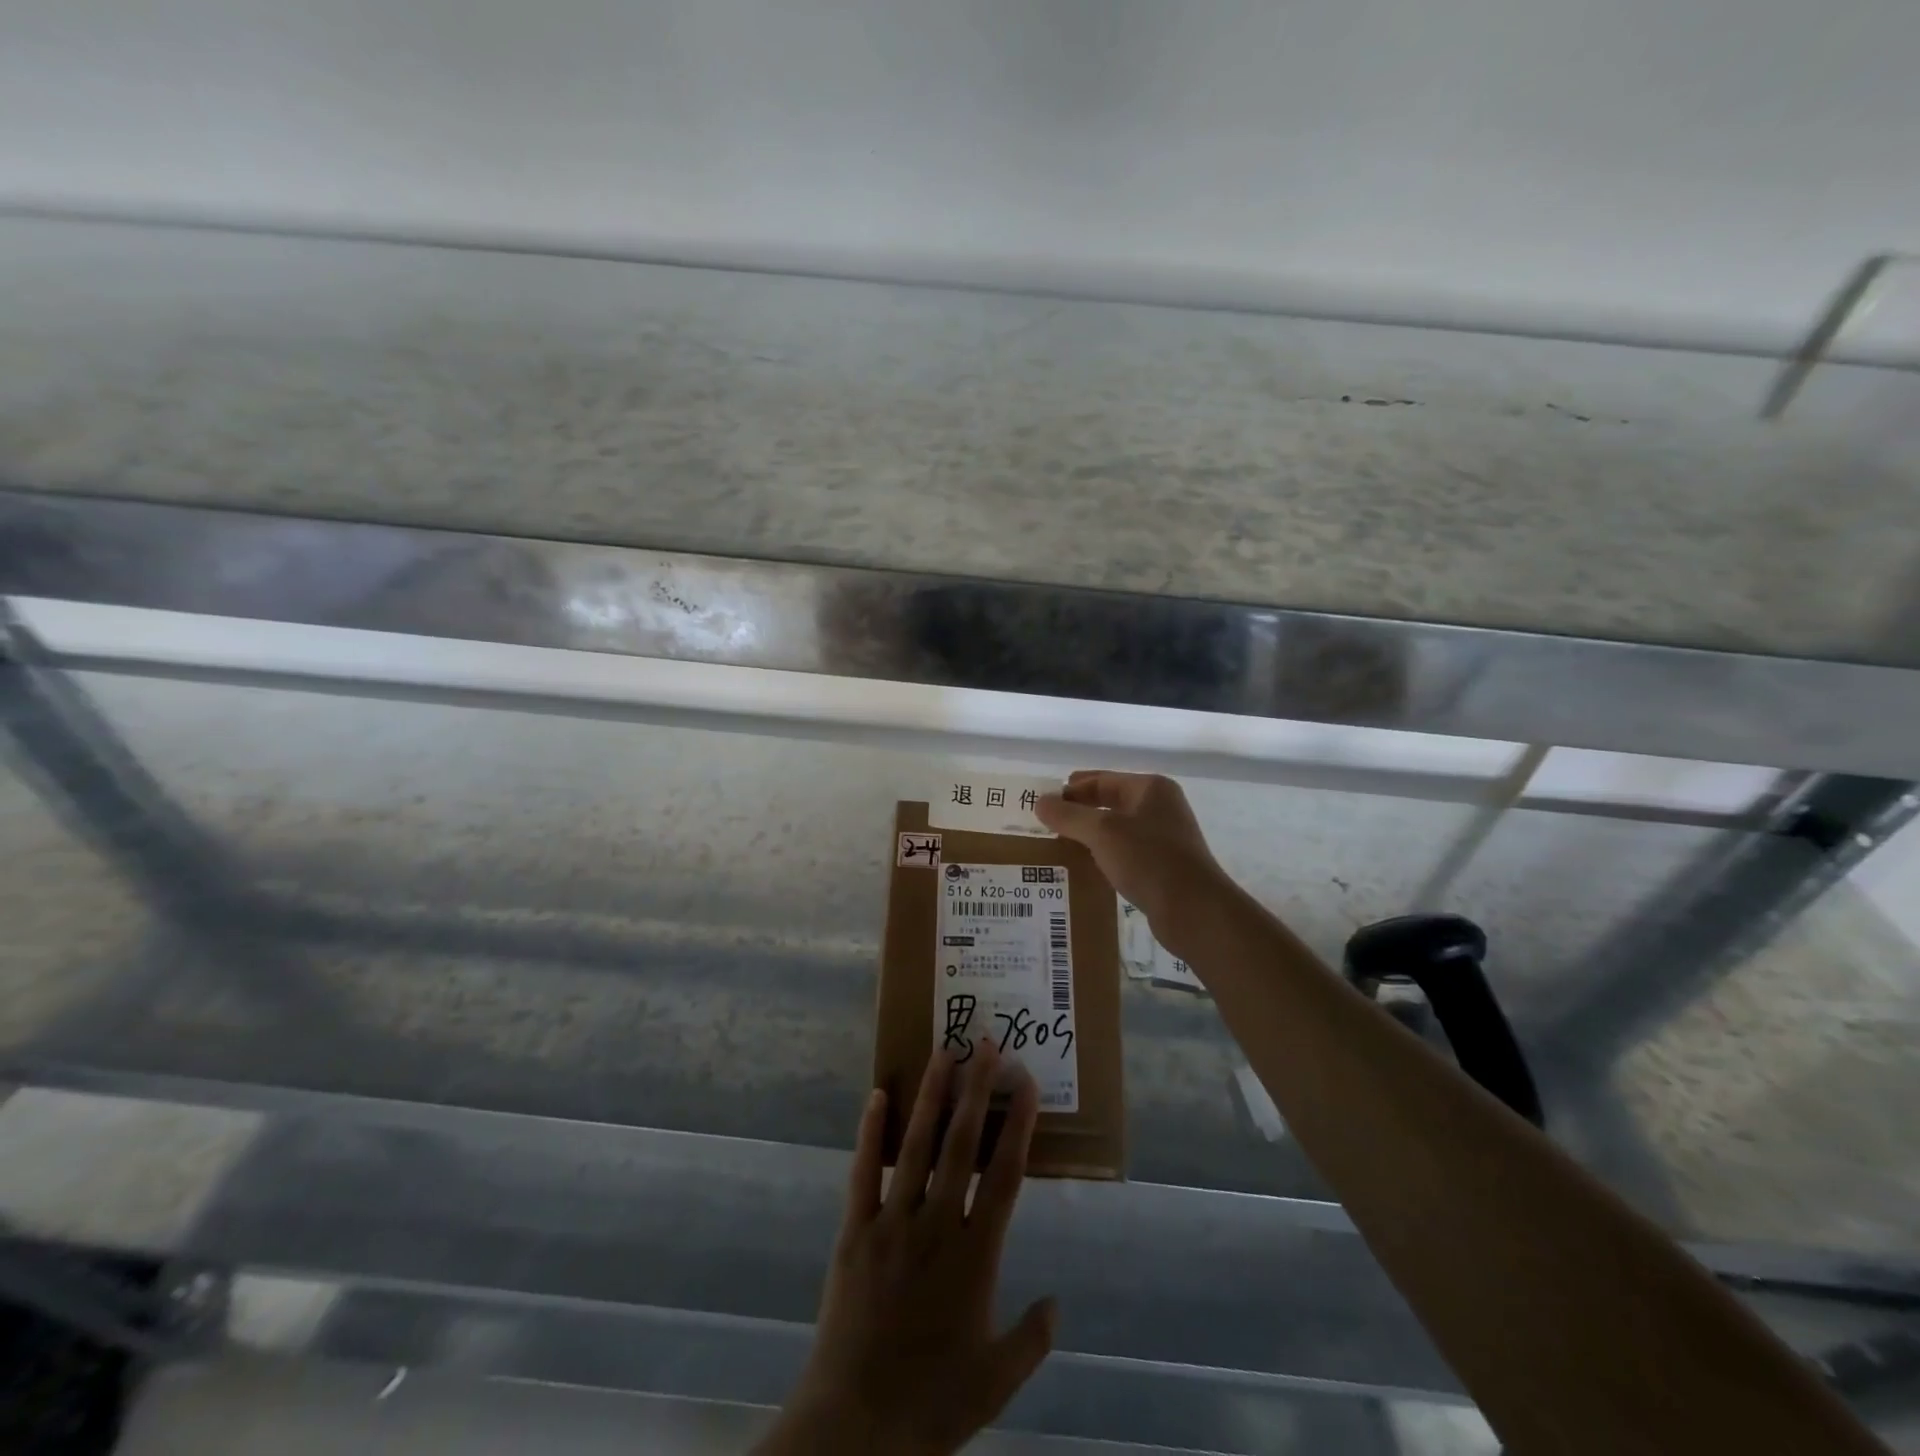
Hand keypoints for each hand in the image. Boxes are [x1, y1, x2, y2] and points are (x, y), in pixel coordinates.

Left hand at [758, 1042, 1056, 1455]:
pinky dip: (870, 1132)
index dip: (1018, 1125)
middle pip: (962, 1144)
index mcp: (975, 1255)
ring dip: (931, 1096)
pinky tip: (877, 1095)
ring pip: (916, 1145)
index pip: (1005, 1175)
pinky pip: (863, 1172)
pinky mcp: (855, 1231)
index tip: (1026, 1084)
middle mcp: (936, 1224)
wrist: (855, 1427)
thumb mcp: (995, 1381)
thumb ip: (1031, 1339)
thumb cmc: (931, 1402)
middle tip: (985, 1045)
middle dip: (976, 1090)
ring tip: (942, 1053)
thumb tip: (1057, 1302)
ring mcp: (892, 1222)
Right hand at [1034, 771, 1225, 927]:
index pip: (1101, 779)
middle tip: (1046, 825)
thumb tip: (1040, 801)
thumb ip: (1069, 815)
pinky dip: (1104, 855)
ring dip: (1090, 835)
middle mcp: (1160, 807)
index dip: (1071, 790)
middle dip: (1079, 812)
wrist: (1194, 910)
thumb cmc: (1149, 860)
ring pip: (1117, 829)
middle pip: (1109, 802)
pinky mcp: (1163, 866)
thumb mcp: (1102, 832)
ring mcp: (1164, 837)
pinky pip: (1125, 852)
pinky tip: (1085, 867)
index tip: (1043, 805)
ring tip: (1059, 846)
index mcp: (1151, 788)